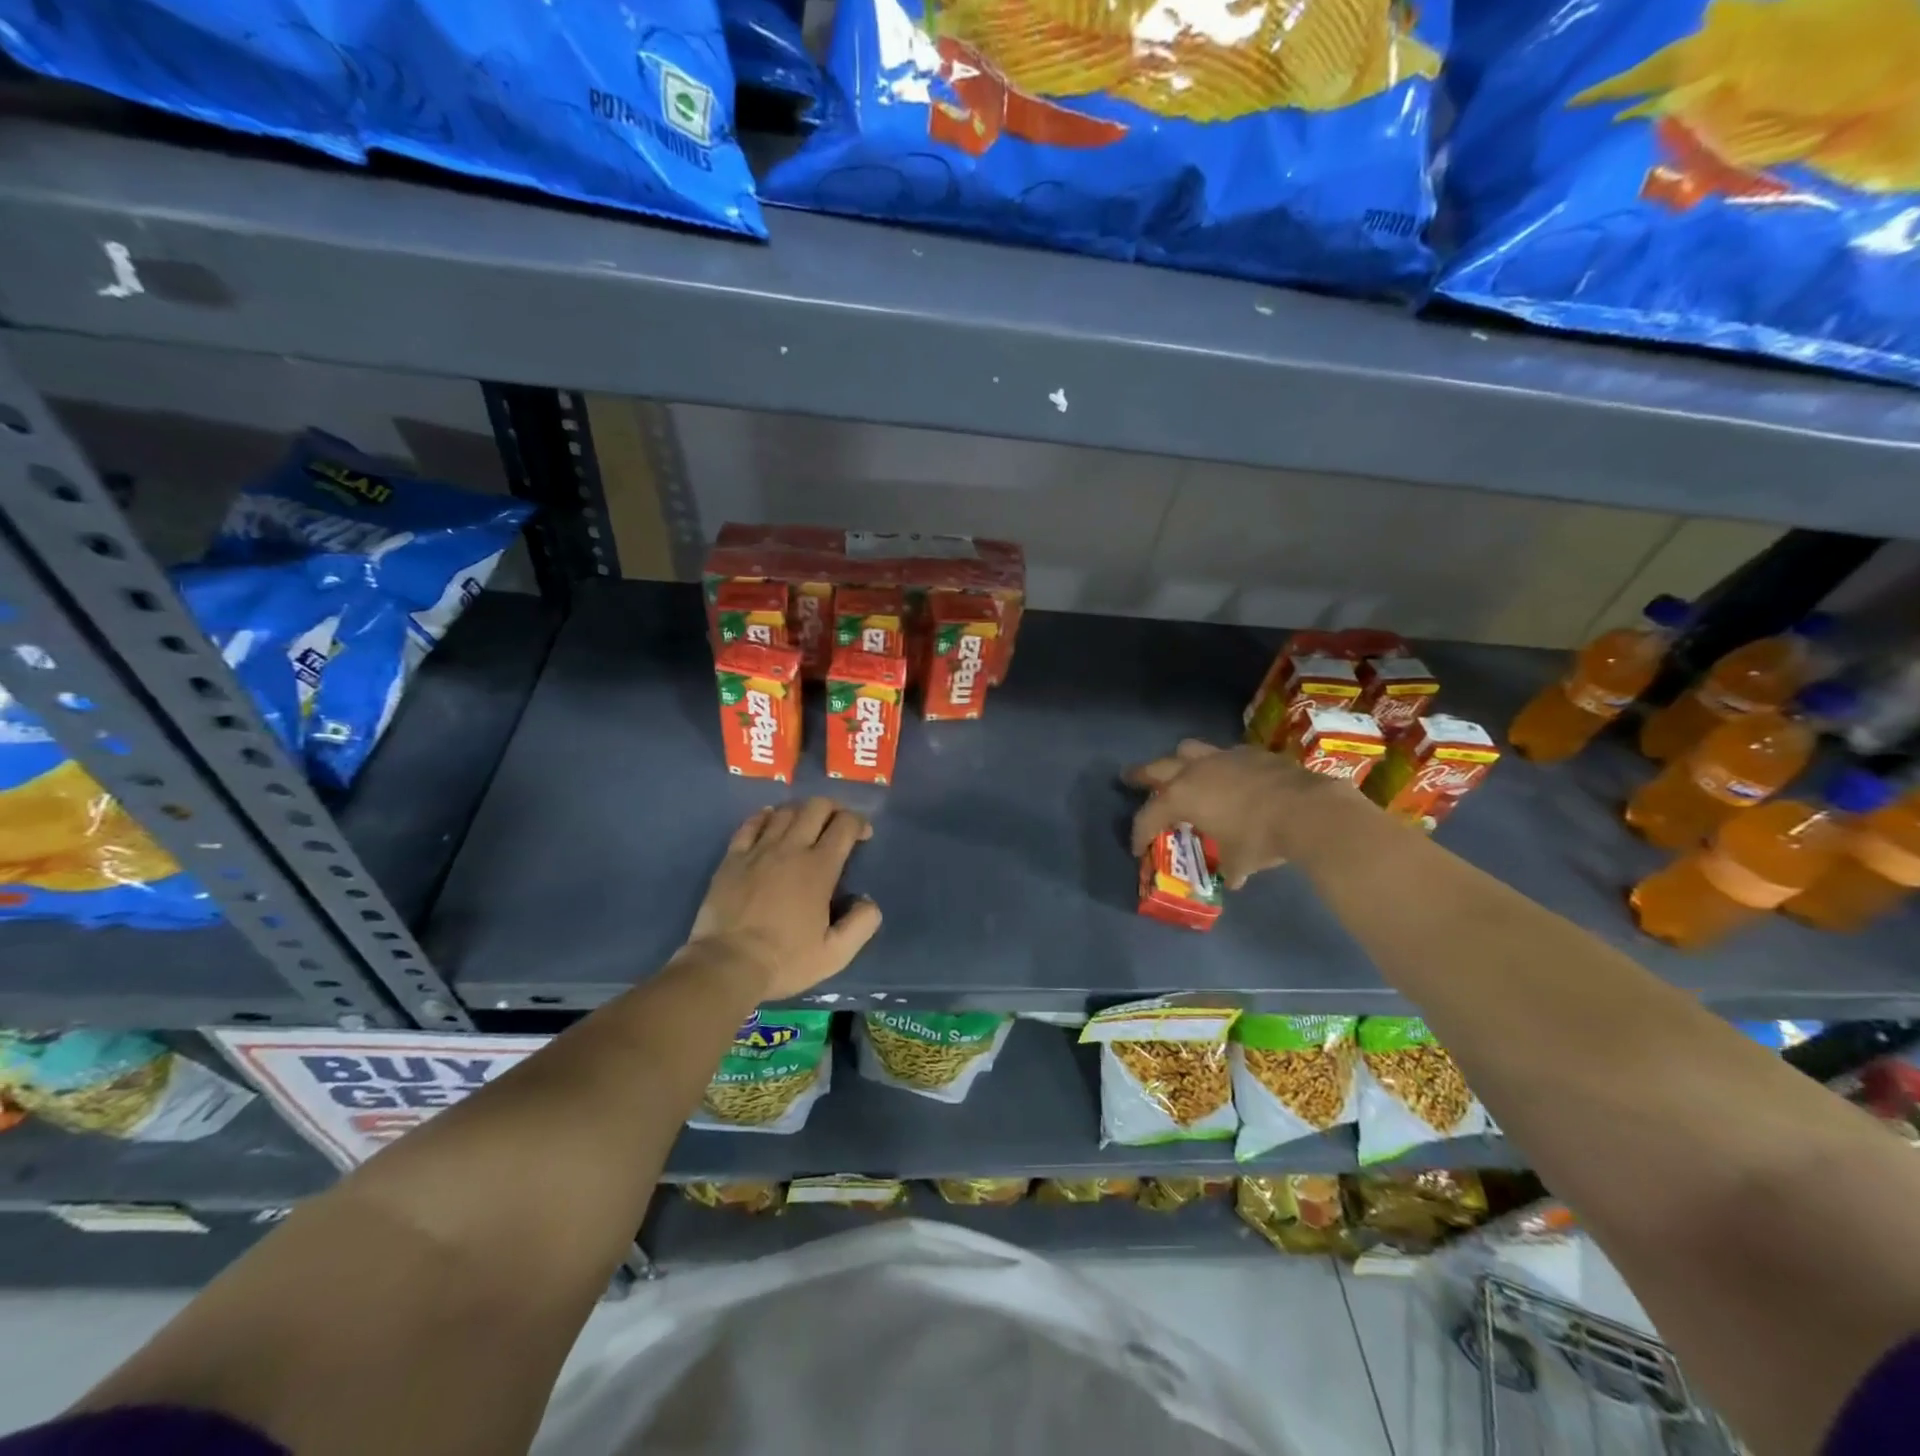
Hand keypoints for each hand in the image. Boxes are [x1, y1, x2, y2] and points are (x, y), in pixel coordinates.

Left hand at [684, 798, 881, 998]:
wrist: (727, 965)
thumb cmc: (785, 960)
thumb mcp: (835, 954)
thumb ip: (861, 924)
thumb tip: (867, 901)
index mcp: (819, 868)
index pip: (845, 825)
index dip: (859, 823)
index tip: (863, 836)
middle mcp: (791, 849)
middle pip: (816, 807)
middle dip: (833, 809)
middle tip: (837, 825)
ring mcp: (758, 850)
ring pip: (785, 811)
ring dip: (802, 812)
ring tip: (806, 826)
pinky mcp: (733, 858)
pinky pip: (751, 823)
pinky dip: (765, 816)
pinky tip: (770, 821)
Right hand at [1125, 739, 1337, 888]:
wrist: (1307, 809)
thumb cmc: (1260, 838)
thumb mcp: (1238, 861)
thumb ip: (1228, 866)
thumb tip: (1232, 878)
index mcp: (1182, 797)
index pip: (1148, 816)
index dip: (1139, 834)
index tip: (1137, 848)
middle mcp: (1194, 771)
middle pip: (1156, 768)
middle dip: (1141, 775)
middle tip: (1129, 778)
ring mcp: (1222, 757)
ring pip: (1188, 750)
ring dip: (1178, 761)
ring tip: (1179, 770)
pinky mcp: (1250, 752)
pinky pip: (1224, 754)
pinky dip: (1219, 765)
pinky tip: (1227, 776)